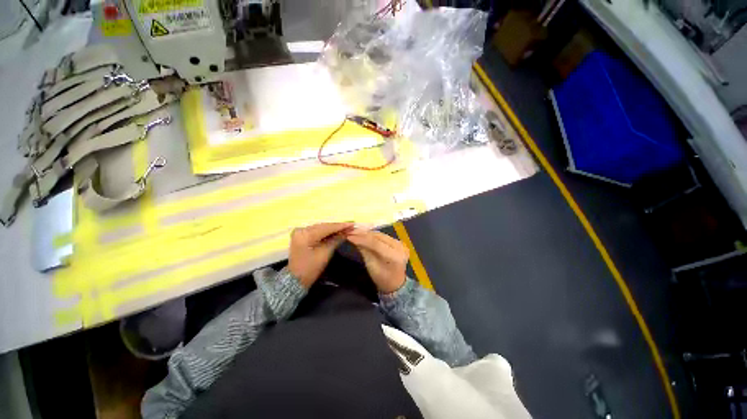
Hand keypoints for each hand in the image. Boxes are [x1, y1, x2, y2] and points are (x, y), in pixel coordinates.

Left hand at [289, 222, 352, 287]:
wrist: (295, 280)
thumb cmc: (310, 268)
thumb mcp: (325, 254)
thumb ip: (335, 240)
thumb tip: (345, 232)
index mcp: (305, 234)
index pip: (326, 228)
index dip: (340, 226)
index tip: (352, 224)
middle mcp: (301, 230)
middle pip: (323, 226)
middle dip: (337, 227)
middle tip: (350, 226)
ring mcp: (300, 233)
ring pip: (320, 228)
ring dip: (333, 229)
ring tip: (345, 228)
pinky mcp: (302, 237)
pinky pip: (317, 232)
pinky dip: (326, 233)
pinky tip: (336, 232)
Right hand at [346, 229, 408, 293]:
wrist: (395, 283)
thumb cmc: (382, 278)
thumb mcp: (371, 266)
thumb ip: (364, 250)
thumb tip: (353, 238)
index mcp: (395, 256)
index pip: (376, 243)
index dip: (361, 238)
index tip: (349, 235)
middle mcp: (400, 247)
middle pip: (379, 237)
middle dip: (363, 234)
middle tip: (350, 231)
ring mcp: (400, 243)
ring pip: (380, 234)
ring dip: (367, 233)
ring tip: (355, 231)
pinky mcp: (398, 241)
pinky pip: (383, 236)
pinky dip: (372, 235)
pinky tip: (363, 233)